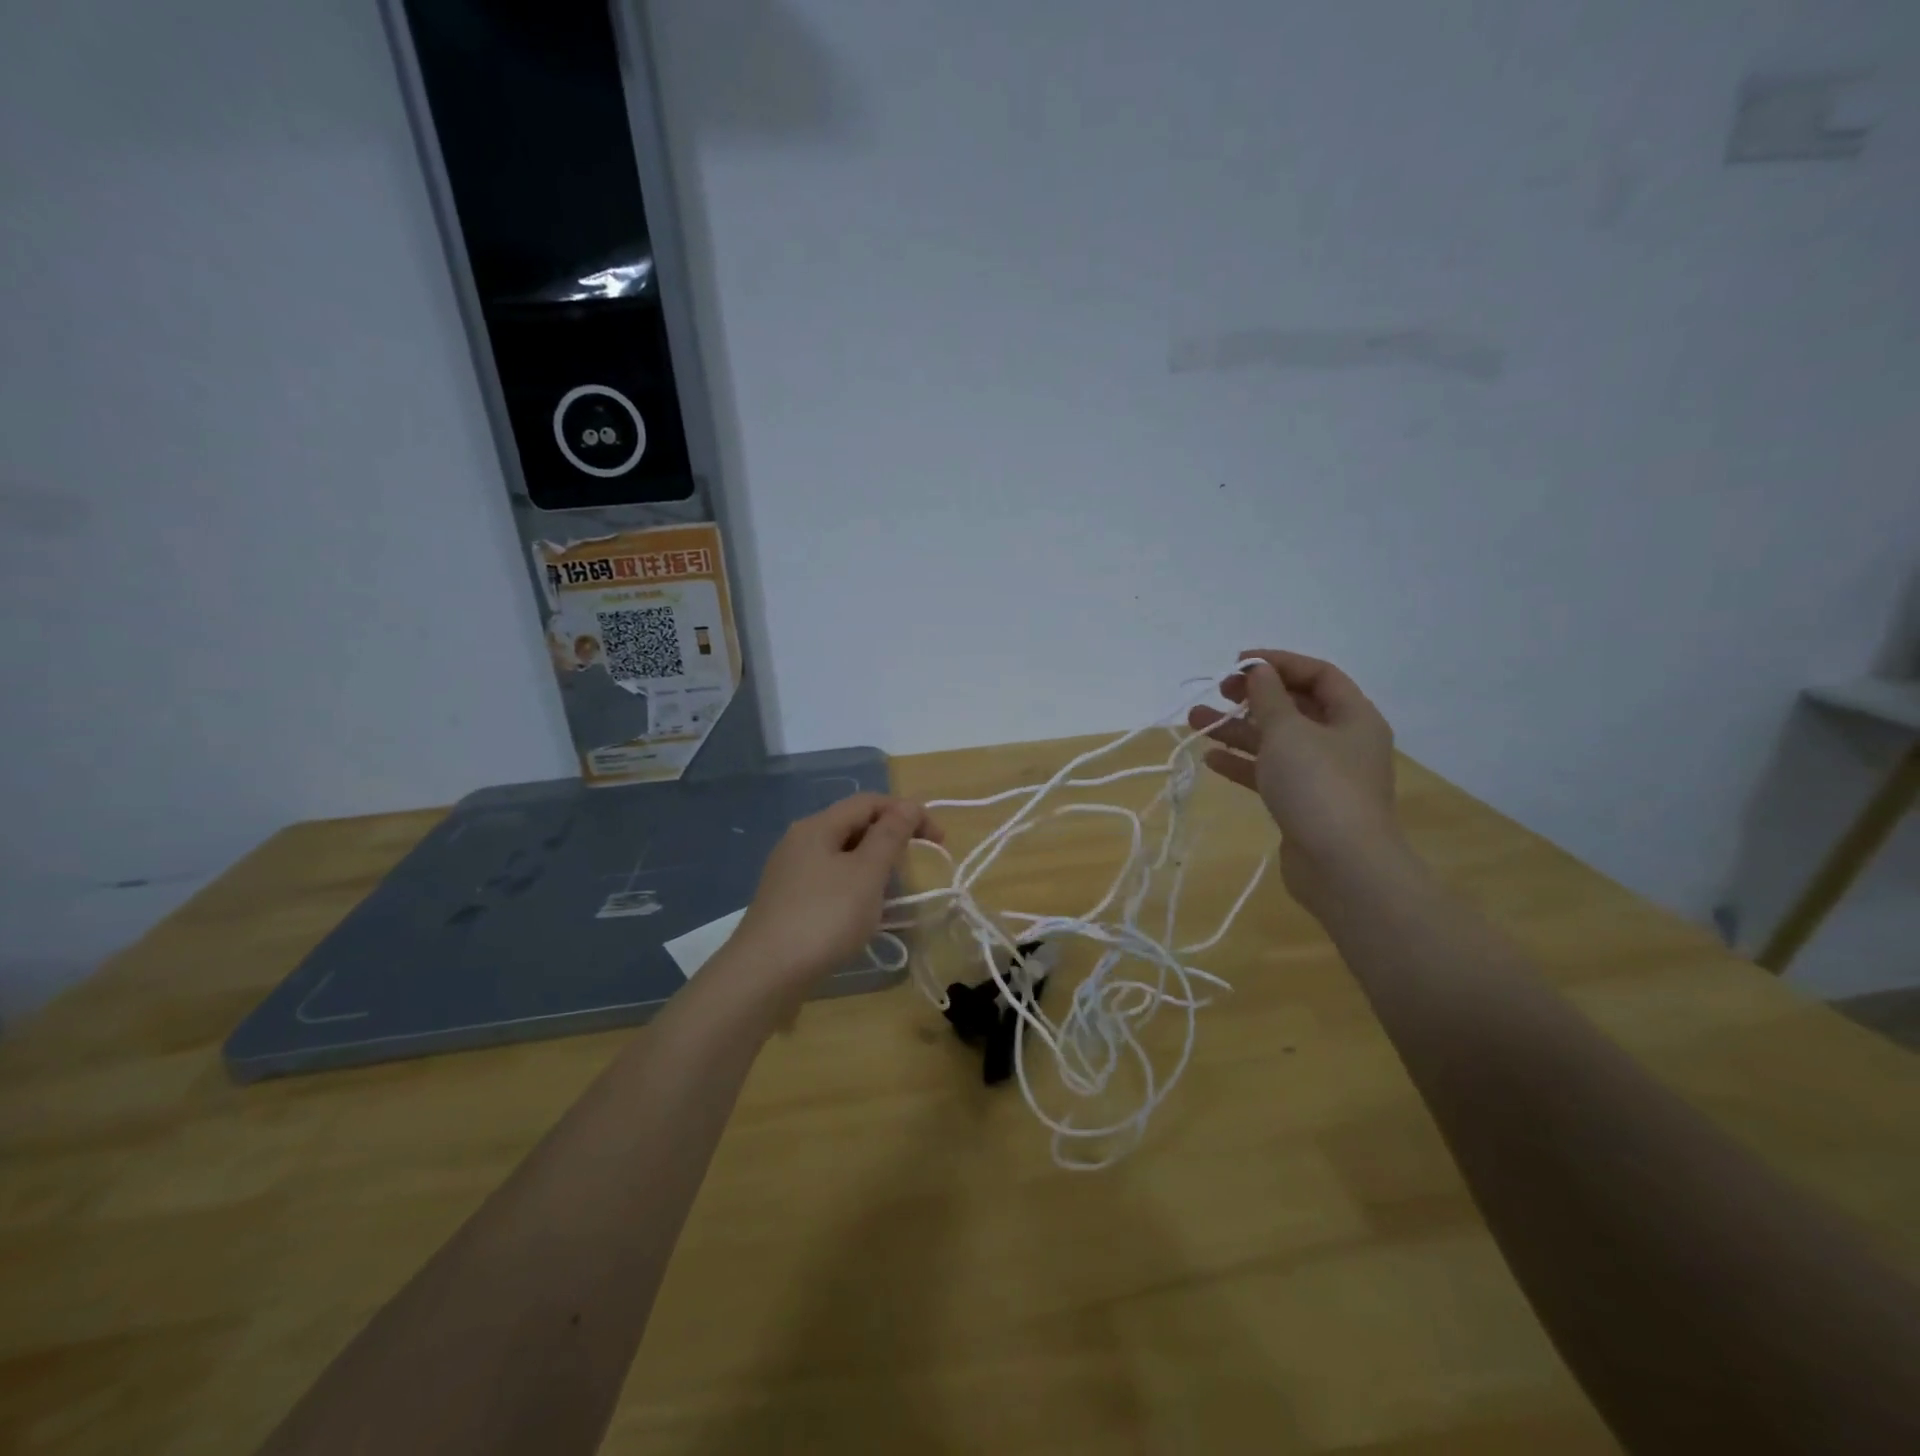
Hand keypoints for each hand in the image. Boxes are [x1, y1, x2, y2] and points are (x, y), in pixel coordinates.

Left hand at [721, 794, 941, 1015]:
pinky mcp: (786, 901)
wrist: (764, 975)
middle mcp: (800, 841)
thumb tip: (907, 805)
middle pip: (854, 825)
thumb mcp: (867, 874)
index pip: (870, 801)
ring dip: (873, 867)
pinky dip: (853, 888)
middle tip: (913, 869)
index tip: (938, 840)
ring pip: (842, 855)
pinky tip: (860, 915)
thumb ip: (890, 835)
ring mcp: (789, 872)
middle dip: (890, 840)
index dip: (908, 813)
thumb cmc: (824, 918)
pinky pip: (829, 880)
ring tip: (890, 896)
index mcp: (818, 826)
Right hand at [1187, 649, 1405, 913]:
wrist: (1342, 866)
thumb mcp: (1288, 731)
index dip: (1278, 663)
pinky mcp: (1304, 805)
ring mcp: (1323, 776)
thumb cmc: (1318, 786)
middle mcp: (1342, 742)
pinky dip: (1243, 763)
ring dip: (1238, 729)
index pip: (1318, 674)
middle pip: (1294, 707)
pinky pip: (1271, 774)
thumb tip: (1258, 670)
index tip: (1237, 663)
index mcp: (1353, 717)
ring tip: (1195, 720)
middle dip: (1253, 697)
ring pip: (1276, 742)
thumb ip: (1268, 697)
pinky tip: (1211, 759)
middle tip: (1218, 692)